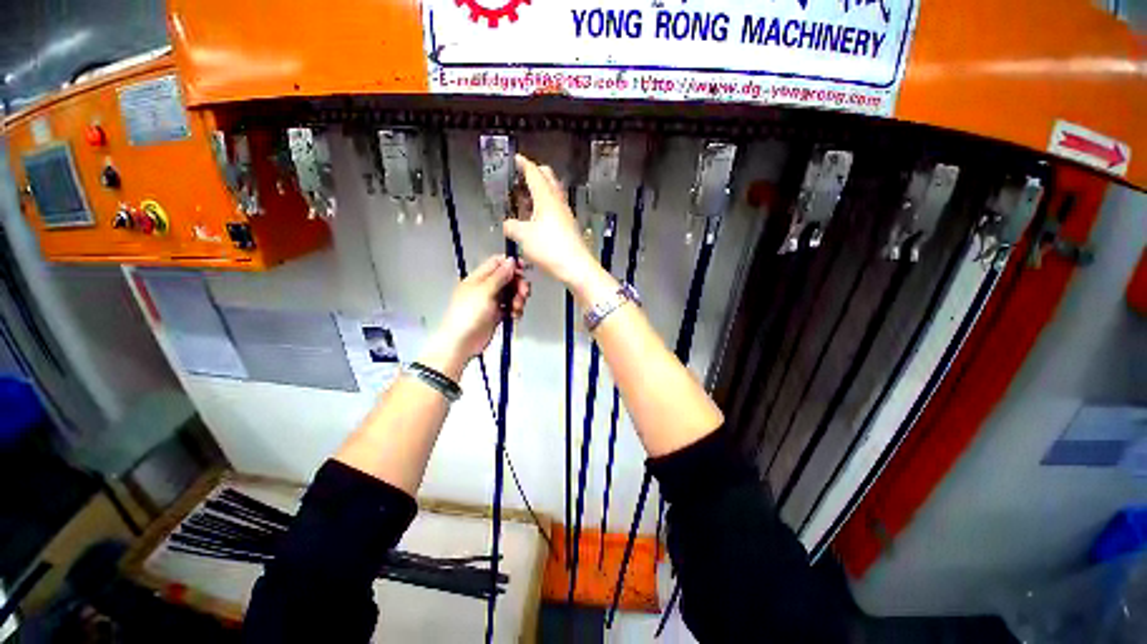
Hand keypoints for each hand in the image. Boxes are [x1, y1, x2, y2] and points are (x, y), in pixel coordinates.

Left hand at [419, 256, 529, 379]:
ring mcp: (492, 301)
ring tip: (516, 308)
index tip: (523, 269)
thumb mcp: (485, 291)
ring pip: (512, 293)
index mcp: (479, 278)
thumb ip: (500, 276)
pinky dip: (515, 310)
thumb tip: (511, 260)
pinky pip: (511, 307)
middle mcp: (486, 287)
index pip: (497, 263)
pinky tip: (514, 316)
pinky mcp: (497, 314)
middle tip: (523, 293)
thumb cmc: (469, 314)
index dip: (511, 264)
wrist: (462, 342)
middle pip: (508, 278)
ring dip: (518, 299)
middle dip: (518, 284)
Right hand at [504, 154, 599, 288]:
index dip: (523, 164)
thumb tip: (507, 224)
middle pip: (547, 178)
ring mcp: (565, 214)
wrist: (576, 267)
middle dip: (534, 174)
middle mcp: (558, 201)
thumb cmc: (549, 248)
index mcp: (546, 197)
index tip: (515, 159)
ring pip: (552, 194)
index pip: (534, 172)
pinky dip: (543, 207)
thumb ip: (511, 227)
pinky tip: (535, 219)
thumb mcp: (523, 237)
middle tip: (519, 179)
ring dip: (538, 192)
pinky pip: (554, 209)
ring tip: (523, 201)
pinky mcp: (568, 226)